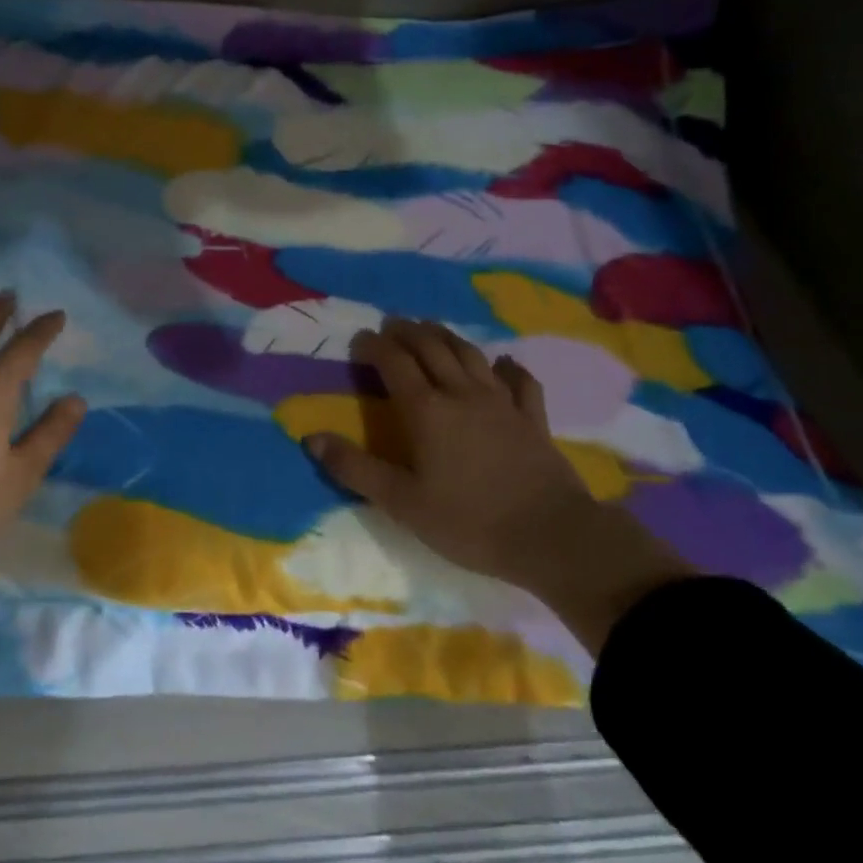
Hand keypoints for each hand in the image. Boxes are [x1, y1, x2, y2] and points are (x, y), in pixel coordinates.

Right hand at [304, 317, 693, 654]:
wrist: (552, 537)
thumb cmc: (469, 522)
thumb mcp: (402, 502)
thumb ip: (356, 468)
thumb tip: (311, 438)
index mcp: (427, 410)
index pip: (394, 363)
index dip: (374, 346)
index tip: (359, 339)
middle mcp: (462, 394)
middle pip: (431, 348)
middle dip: (407, 332)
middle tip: (391, 325)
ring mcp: (502, 402)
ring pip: (470, 355)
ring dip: (447, 337)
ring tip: (431, 329)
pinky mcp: (532, 418)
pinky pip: (520, 381)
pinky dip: (508, 367)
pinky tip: (503, 363)